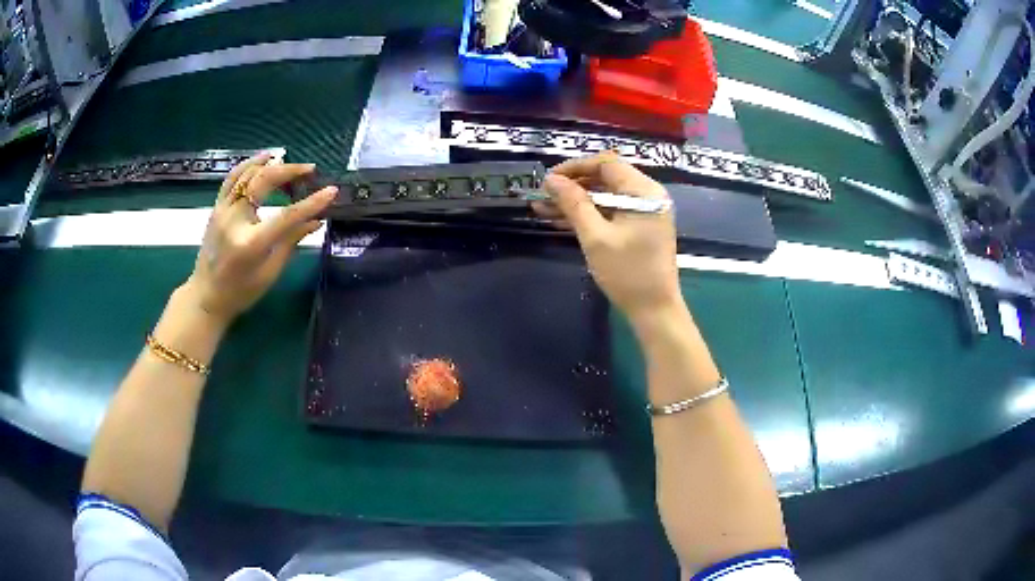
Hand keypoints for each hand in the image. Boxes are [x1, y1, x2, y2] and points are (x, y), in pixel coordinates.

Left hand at [181, 153, 337, 324]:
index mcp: (251, 243)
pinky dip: (248, 165)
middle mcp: (234, 221)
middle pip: (264, 182)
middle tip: (310, 170)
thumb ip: (291, 241)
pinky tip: (262, 160)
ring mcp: (222, 211)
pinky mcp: (216, 208)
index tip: (332, 191)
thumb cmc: (240, 292)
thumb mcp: (270, 272)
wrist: (206, 297)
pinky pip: (232, 178)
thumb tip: (316, 221)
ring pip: (246, 173)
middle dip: (290, 171)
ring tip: (287, 159)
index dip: (312, 202)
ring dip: (269, 163)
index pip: (287, 216)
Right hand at [535, 152, 681, 321]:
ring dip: (576, 201)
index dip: (575, 167)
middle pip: (605, 178)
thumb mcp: (595, 237)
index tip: (548, 179)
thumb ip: (573, 204)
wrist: (654, 311)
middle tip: (543, 195)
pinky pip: (611, 212)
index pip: (606, 163)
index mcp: (643, 191)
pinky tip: (560, 220)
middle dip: (572, 185)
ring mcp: (644, 211)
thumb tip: (551, 180)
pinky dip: (588, 215)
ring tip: (542, 208)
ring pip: (605, 196)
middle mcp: (647, 195)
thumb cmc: (627, 273)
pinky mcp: (639, 227)